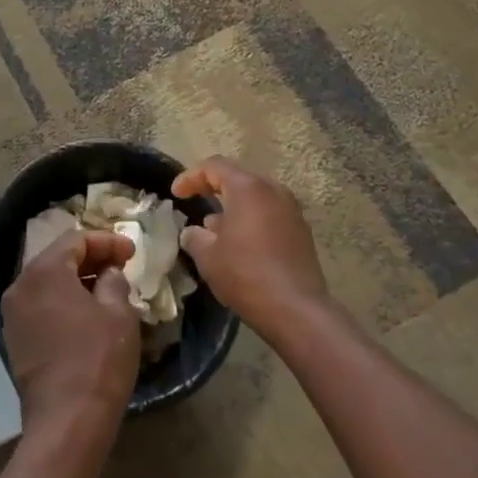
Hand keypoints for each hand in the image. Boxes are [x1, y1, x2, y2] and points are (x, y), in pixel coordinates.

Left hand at [1, 230, 140, 436]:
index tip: (132, 253)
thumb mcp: (118, 314)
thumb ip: (114, 282)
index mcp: (44, 270)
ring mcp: (13, 313)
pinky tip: (86, 315)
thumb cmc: (97, 360)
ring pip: (48, 283)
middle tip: (121, 267)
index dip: (106, 242)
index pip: (76, 240)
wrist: (66, 422)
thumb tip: (108, 274)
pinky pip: (40, 305)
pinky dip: (62, 302)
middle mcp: (21, 285)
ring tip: (107, 290)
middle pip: (58, 258)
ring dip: (76, 281)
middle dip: (91, 259)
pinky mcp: (15, 338)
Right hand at [173, 157, 332, 344]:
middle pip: (238, 176)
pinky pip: (269, 212)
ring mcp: (291, 210)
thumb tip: (193, 231)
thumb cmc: (246, 275)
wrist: (297, 311)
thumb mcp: (207, 256)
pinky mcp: (301, 231)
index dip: (190, 177)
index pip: (214, 166)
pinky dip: (251, 218)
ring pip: (255, 195)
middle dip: (213, 186)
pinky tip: (239, 241)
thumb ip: (194, 236)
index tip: (176, 194)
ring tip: (215, 226)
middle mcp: (273, 190)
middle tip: (194, 199)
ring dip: (233, 204)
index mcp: (248, 188)